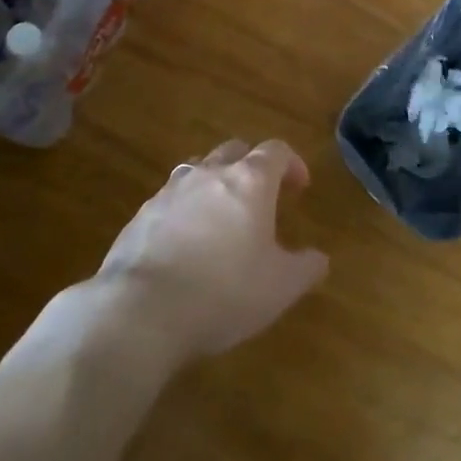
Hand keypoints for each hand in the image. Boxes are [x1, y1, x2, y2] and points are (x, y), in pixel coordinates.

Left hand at [97, 139, 328, 360]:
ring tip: (222, 215)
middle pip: (235, 151)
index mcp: (249, 182)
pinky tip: (186, 241)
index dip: (292, 163)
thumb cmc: (224, 292)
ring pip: (199, 169)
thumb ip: (305, 267)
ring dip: (215, 182)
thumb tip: (319, 258)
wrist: (142, 310)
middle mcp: (209, 174)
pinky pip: (171, 199)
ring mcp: (171, 191)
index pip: (276, 151)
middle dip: (252, 166)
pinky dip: (185, 209)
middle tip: (262, 195)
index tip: (300, 186)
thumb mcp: (280, 287)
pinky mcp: (142, 214)